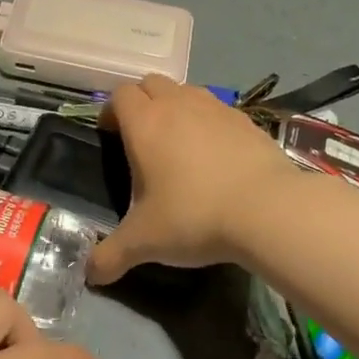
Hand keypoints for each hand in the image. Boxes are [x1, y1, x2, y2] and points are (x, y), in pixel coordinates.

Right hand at [90, 74, 293, 283]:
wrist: (268, 209)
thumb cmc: (193, 216)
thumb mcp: (144, 242)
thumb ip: (111, 256)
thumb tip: (90, 275)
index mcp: (145, 124)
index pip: (119, 95)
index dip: (110, 112)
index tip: (111, 136)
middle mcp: (178, 105)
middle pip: (151, 83)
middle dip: (141, 102)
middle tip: (142, 138)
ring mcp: (216, 108)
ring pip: (186, 91)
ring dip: (176, 107)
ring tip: (179, 144)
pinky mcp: (247, 120)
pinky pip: (218, 109)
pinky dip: (208, 123)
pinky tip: (216, 157)